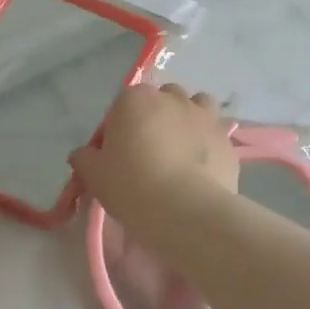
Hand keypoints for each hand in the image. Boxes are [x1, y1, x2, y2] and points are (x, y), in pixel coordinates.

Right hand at [71, 84, 238, 228]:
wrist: (185, 210)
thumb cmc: (131, 186)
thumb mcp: (95, 176)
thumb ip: (85, 159)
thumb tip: (82, 154)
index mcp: (135, 99)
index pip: (121, 105)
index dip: (117, 128)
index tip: (115, 155)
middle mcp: (172, 98)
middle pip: (160, 100)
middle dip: (155, 118)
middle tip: (147, 153)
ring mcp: (204, 116)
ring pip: (195, 107)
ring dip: (187, 120)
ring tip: (179, 151)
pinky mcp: (227, 139)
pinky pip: (214, 134)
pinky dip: (207, 144)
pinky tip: (200, 169)